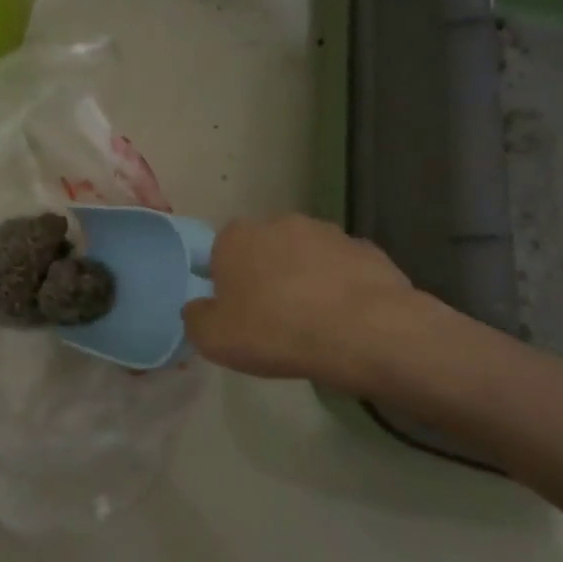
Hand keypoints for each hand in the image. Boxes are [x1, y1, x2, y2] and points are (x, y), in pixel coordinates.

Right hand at [182, 214, 437, 389]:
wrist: (365, 331)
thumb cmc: (276, 331)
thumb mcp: (213, 339)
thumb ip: (195, 318)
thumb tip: (199, 308)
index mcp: (236, 237)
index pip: (220, 253)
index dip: (226, 284)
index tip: (237, 314)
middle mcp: (280, 222)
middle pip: (264, 250)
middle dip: (266, 277)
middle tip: (272, 319)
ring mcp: (328, 232)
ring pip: (305, 257)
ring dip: (305, 280)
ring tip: (313, 323)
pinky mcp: (367, 249)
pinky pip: (342, 270)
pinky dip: (341, 288)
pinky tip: (345, 319)